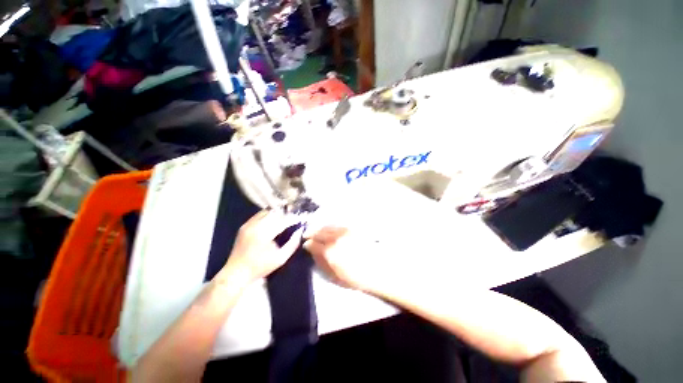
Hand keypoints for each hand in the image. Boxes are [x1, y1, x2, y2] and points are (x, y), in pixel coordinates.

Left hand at [221, 210, 302, 283]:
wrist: (237, 272)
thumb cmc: (260, 267)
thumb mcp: (281, 259)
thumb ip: (292, 244)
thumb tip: (300, 232)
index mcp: (265, 234)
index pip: (283, 221)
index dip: (292, 219)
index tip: (300, 220)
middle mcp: (256, 226)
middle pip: (275, 214)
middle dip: (285, 215)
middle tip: (293, 218)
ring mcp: (248, 224)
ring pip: (266, 212)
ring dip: (277, 214)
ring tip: (284, 218)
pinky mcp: (244, 226)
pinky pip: (259, 215)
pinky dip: (268, 215)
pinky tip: (273, 220)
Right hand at [303, 227, 381, 290]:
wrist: (376, 270)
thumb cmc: (354, 277)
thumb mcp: (333, 275)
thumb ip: (320, 261)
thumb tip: (311, 250)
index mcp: (330, 251)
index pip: (312, 243)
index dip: (307, 244)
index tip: (305, 245)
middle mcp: (335, 237)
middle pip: (318, 231)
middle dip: (311, 233)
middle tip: (307, 236)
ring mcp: (344, 231)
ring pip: (327, 226)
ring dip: (320, 228)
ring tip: (317, 232)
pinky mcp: (352, 228)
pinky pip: (336, 225)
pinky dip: (329, 227)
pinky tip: (329, 231)